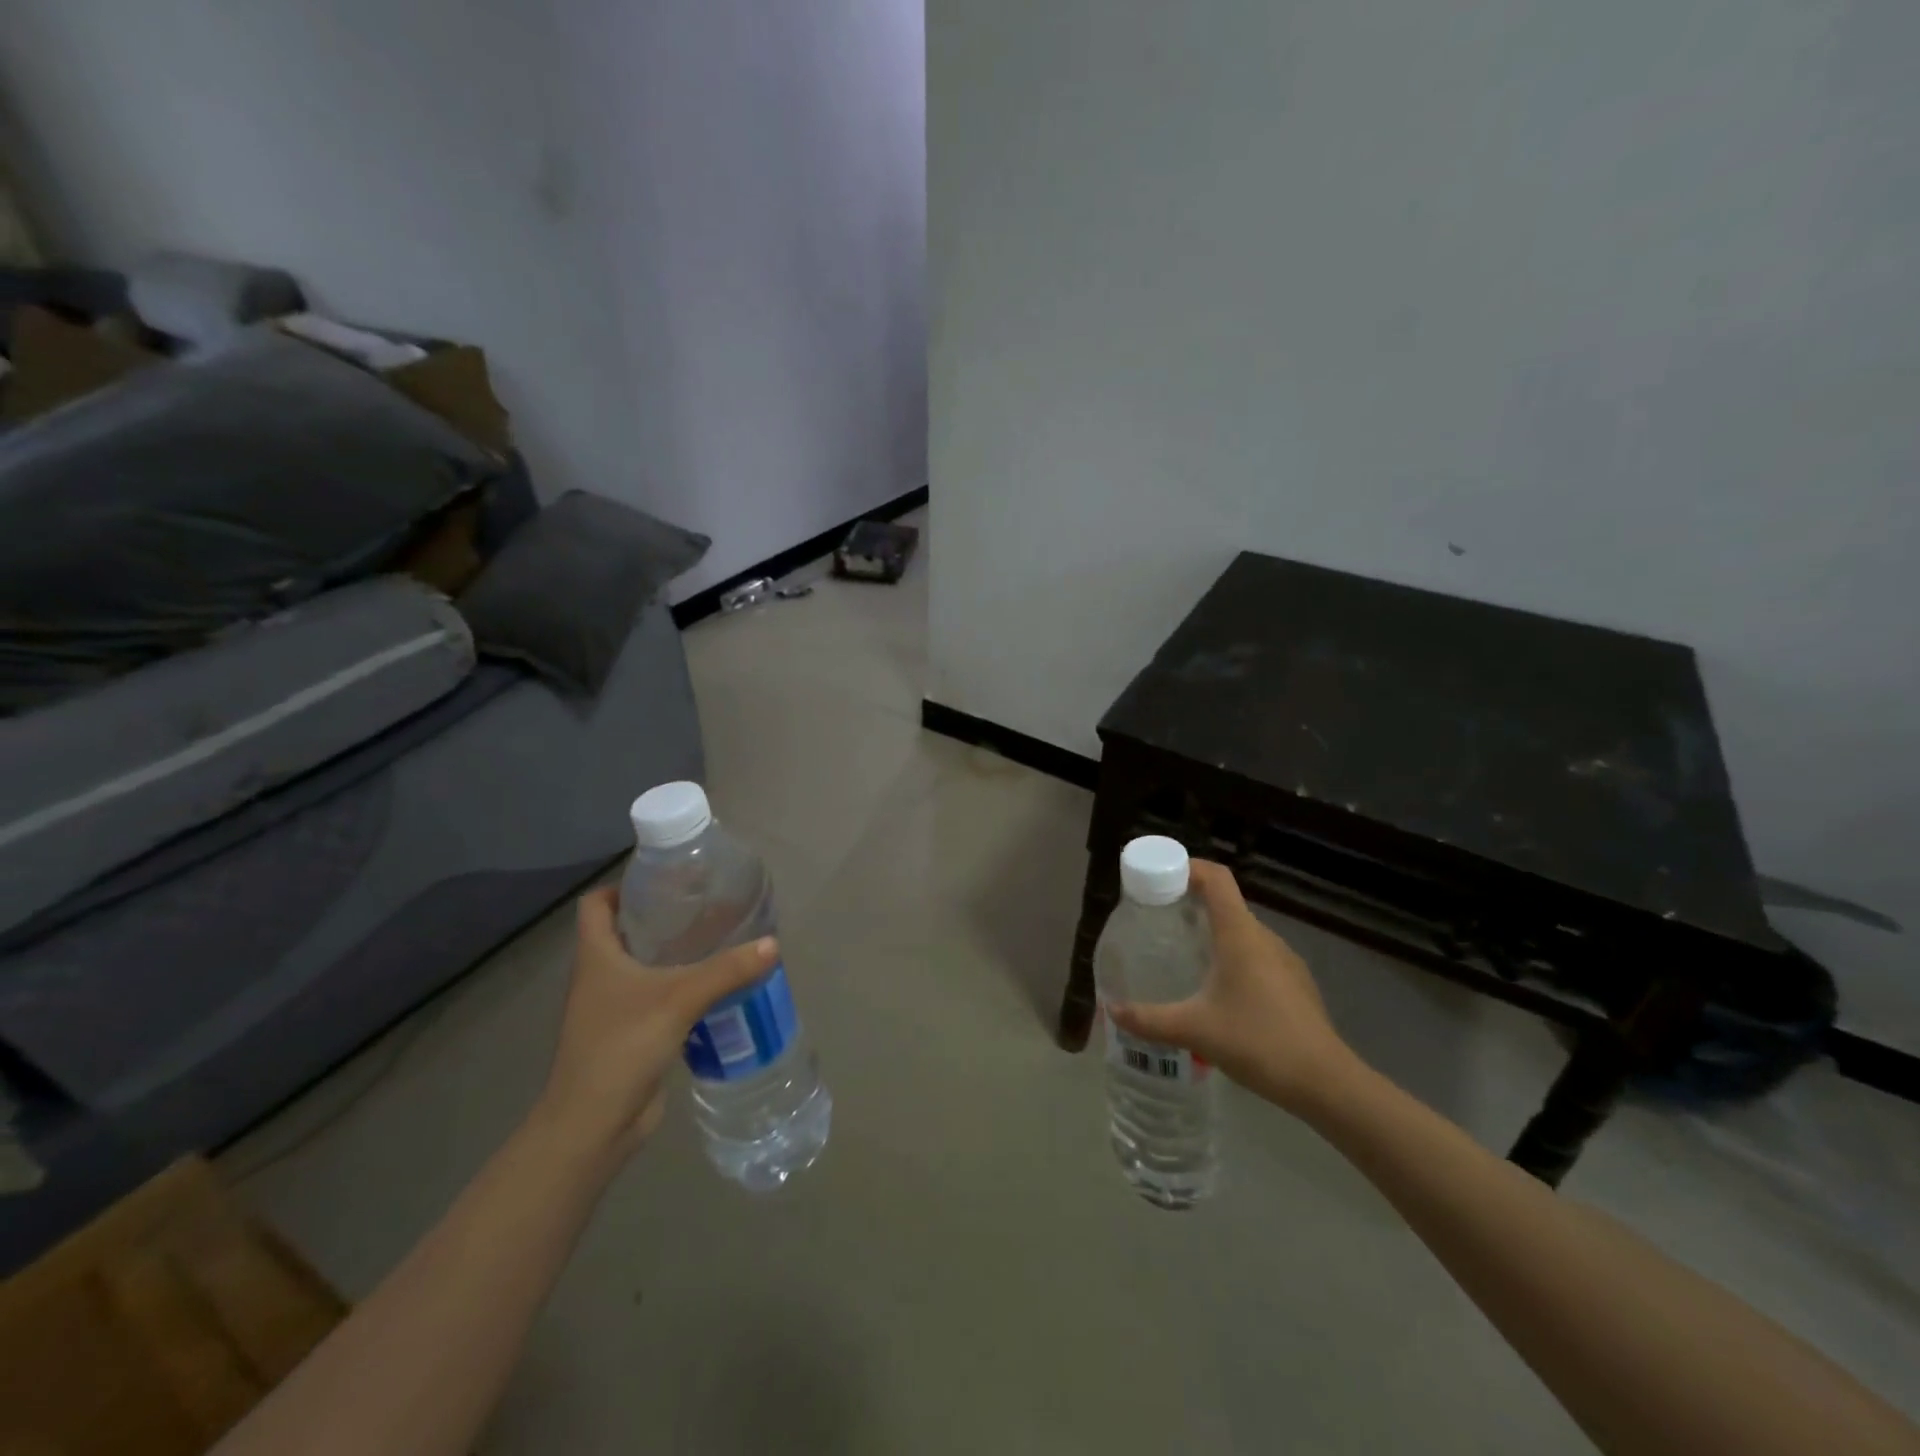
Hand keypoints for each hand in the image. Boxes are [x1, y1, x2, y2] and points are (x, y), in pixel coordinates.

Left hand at [533, 885, 777, 1160]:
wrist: (593, 1125)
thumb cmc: (622, 1046)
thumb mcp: (679, 999)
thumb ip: (727, 970)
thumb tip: (772, 944)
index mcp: (597, 956)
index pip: (596, 905)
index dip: (622, 886)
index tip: (665, 881)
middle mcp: (600, 976)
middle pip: (625, 932)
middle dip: (663, 917)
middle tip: (706, 906)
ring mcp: (614, 1008)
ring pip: (644, 967)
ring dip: (676, 954)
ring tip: (720, 940)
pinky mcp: (631, 1034)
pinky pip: (658, 998)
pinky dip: (683, 988)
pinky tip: (717, 987)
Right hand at [1109, 860, 1355, 1115]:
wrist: (1326, 1083)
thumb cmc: (1258, 1042)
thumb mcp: (1194, 1030)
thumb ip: (1149, 1019)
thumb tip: (1110, 1011)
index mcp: (1240, 934)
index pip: (1216, 878)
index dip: (1188, 867)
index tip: (1159, 877)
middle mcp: (1264, 937)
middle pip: (1226, 902)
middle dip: (1191, 903)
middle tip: (1158, 920)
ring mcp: (1285, 960)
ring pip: (1242, 931)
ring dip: (1212, 933)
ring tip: (1183, 955)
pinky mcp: (1295, 984)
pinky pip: (1257, 955)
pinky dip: (1232, 957)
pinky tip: (1218, 991)